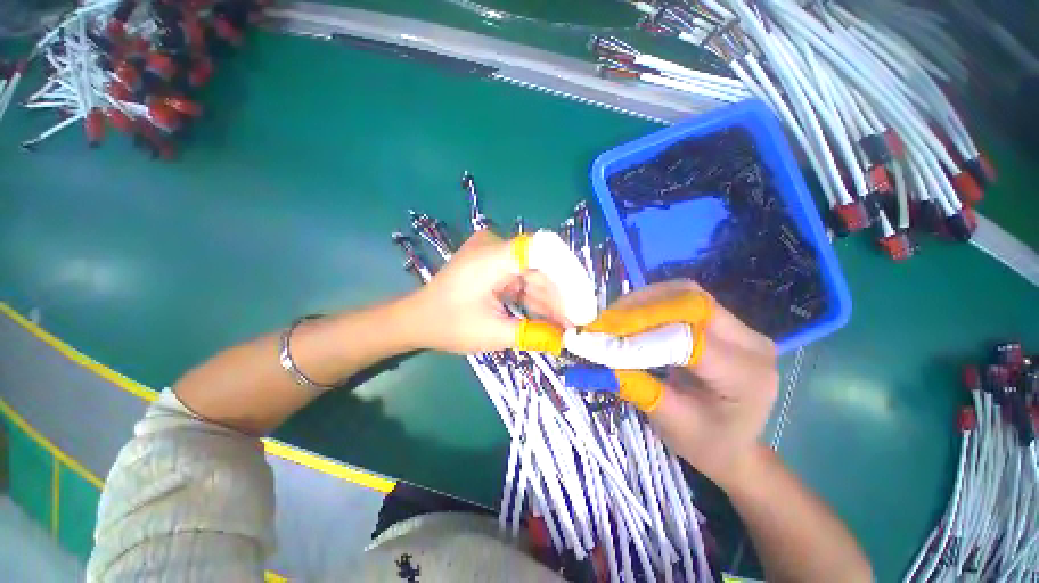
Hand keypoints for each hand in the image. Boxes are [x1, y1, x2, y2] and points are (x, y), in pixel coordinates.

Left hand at [407, 230, 566, 353]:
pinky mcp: (496, 264)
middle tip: (578, 324)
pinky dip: (536, 298)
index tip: (583, 304)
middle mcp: (496, 246)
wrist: (418, 319)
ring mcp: (495, 253)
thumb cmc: (450, 325)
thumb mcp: (493, 333)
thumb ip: (534, 334)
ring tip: (567, 325)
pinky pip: (524, 278)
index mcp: (492, 257)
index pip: (543, 250)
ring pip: (535, 274)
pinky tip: (549, 317)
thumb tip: (569, 338)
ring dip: (550, 300)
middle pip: (542, 266)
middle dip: (561, 296)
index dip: (569, 275)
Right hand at [596, 280, 777, 486]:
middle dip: (641, 309)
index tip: (600, 338)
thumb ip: (637, 387)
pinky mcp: (724, 320)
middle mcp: (751, 341)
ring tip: (613, 318)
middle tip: (604, 322)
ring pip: (685, 293)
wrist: (736, 446)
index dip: (640, 335)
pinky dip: (650, 303)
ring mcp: (740, 326)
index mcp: (746, 376)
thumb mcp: (670, 423)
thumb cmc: (707, 443)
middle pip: (691, 302)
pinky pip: (682, 298)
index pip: (689, 340)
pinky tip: (630, 316)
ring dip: (643, 302)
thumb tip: (598, 355)